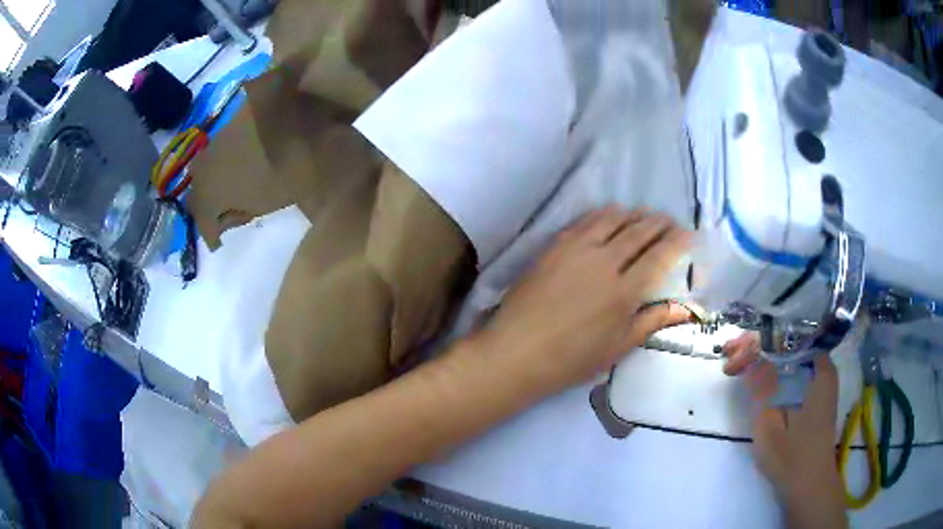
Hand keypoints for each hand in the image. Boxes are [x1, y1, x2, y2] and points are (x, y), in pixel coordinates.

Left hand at [477, 207, 692, 395]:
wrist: (517, 352)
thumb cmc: (571, 359)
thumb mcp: (617, 347)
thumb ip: (652, 322)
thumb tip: (684, 308)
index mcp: (625, 292)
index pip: (659, 256)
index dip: (677, 241)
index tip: (688, 234)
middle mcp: (605, 263)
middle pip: (639, 232)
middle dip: (659, 223)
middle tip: (670, 220)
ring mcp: (577, 250)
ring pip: (613, 220)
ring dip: (633, 214)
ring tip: (644, 214)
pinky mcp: (554, 246)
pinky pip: (584, 221)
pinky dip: (603, 214)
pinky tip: (609, 214)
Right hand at [723, 334, 847, 527]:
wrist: (809, 486)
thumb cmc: (791, 459)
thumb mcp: (771, 426)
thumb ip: (761, 389)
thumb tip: (749, 355)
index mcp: (818, 370)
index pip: (787, 339)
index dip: (758, 341)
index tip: (733, 354)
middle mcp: (822, 368)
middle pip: (788, 343)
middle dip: (757, 345)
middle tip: (729, 354)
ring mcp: (819, 381)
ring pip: (788, 355)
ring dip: (763, 355)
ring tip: (735, 362)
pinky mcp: (813, 394)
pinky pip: (791, 369)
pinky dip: (772, 369)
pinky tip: (754, 375)